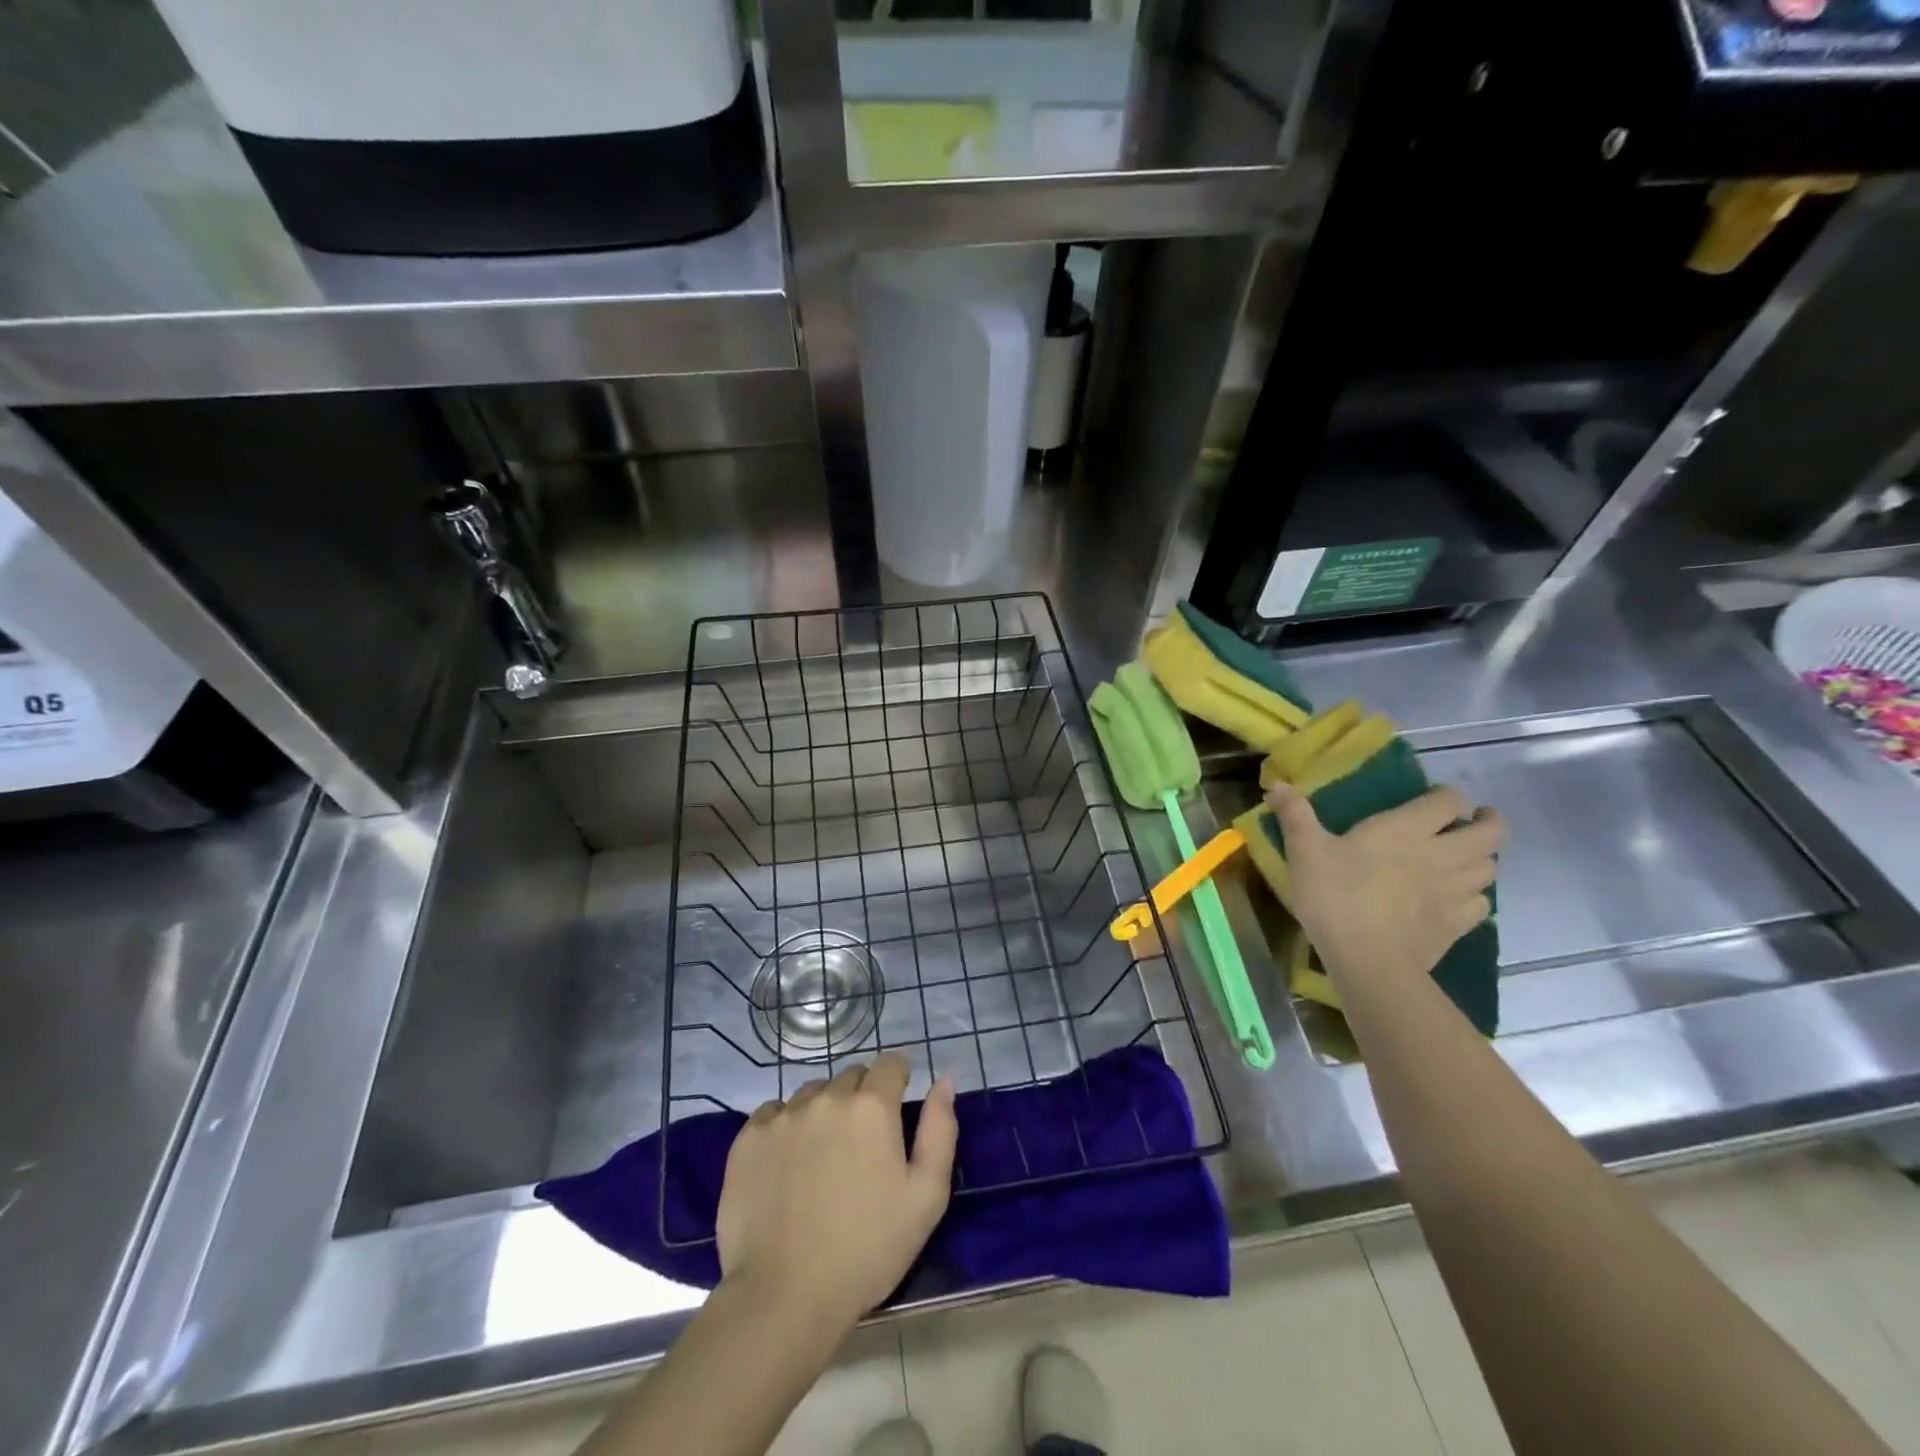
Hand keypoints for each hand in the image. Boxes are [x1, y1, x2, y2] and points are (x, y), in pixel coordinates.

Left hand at [715, 1053, 956, 1331]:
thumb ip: (940, 1129)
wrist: (784, 1297)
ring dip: (824, 1111)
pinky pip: (774, 1113)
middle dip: (862, 1099)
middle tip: (861, 1146)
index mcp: (872, 1107)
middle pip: (851, 1077)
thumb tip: (944, 1079)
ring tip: (822, 1159)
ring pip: (813, 1094)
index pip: (890, 1063)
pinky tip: (788, 1166)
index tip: (897, 1105)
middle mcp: (827, 1097)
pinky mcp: (748, 1138)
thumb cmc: (868, 1250)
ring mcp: (783, 1115)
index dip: (898, 1079)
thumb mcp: (926, 1197)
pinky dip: (786, 1127)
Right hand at [1269, 781, 1505, 993]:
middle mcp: (1443, 853)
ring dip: (1481, 859)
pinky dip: (1475, 896)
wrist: (1368, 959)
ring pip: (1491, 867)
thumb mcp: (1305, 851)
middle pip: (1492, 833)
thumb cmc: (1335, 895)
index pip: (1449, 800)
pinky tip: (1456, 899)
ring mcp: (1456, 891)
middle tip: (1470, 823)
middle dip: (1488, 823)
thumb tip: (1277, 784)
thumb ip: (1295, 815)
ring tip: (1462, 860)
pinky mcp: (1459, 924)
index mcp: (1408, 828)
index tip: (1434, 800)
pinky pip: (1482, 903)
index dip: (1447, 796)